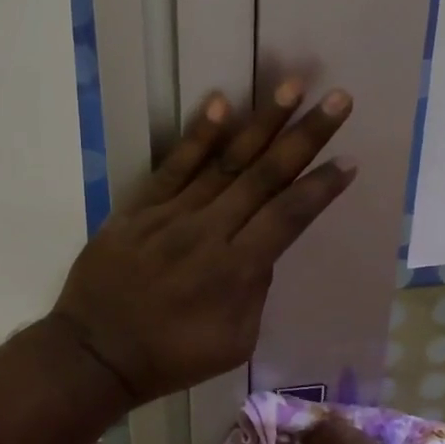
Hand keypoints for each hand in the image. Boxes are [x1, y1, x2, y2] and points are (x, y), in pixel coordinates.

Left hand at [49, 81, 354, 404]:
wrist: (96, 353)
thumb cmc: (170, 357)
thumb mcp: (233, 343)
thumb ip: (255, 292)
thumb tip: (264, 249)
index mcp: (236, 271)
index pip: (288, 217)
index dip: (320, 187)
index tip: (348, 159)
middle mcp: (208, 232)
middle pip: (264, 177)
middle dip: (305, 137)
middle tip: (338, 100)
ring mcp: (171, 215)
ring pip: (224, 162)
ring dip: (261, 123)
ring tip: (292, 86)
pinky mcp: (139, 208)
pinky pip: (172, 166)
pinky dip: (197, 136)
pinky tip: (220, 103)